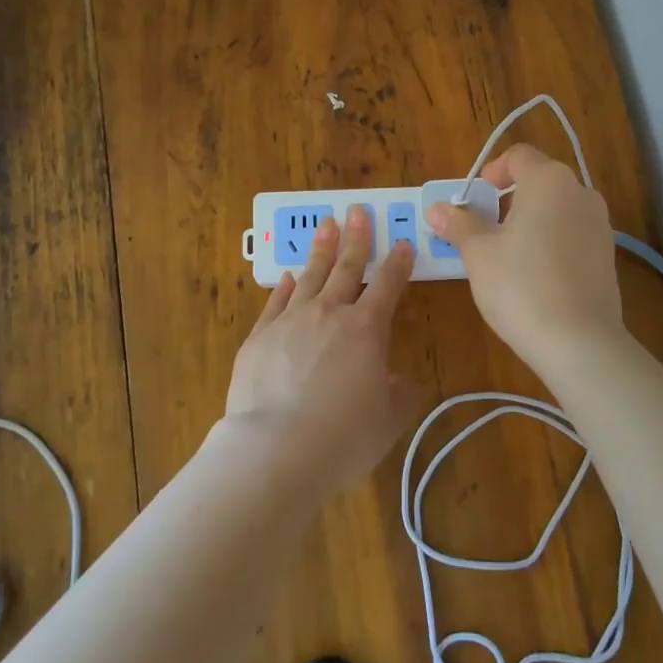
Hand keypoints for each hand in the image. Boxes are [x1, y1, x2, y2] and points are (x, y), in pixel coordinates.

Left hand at [225, 205, 417, 497]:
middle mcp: (330, 314)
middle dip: (357, 239)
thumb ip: (399, 395)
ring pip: (310, 276)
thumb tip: (398, 380)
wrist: (276, 450)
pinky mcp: (259, 337)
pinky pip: (276, 302)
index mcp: (367, 329)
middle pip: (347, 268)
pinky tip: (288, 276)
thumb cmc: (343, 438)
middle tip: (358, 211)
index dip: (398, 264)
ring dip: (321, 249)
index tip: (403, 244)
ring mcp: (291, 321)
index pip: (388, 286)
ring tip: (326, 225)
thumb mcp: (388, 421)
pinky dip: (285, 286)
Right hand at [426, 145, 625, 367]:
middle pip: (539, 181)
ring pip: (557, 209)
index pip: (519, 156)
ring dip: (529, 221)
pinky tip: (533, 276)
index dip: (492, 171)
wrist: (579, 342)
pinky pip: (572, 234)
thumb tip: (436, 209)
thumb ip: (459, 225)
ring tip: (504, 255)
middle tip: (482, 229)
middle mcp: (580, 193)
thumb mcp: (479, 253)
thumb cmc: (520, 285)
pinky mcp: (608, 255)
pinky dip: (549, 241)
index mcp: (549, 180)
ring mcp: (600, 224)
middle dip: (508, 199)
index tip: (474, 198)